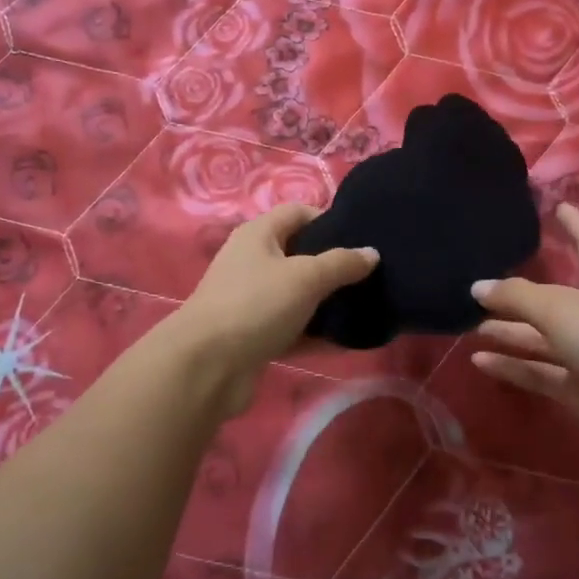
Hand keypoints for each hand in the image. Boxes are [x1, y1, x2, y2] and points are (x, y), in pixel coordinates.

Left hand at [170, 203, 378, 413]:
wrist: (207, 366)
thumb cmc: (256, 305)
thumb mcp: (306, 277)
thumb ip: (342, 263)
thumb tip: (372, 253)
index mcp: (258, 235)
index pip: (298, 213)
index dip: (329, 220)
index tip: (362, 238)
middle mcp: (251, 262)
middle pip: (299, 254)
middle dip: (333, 264)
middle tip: (370, 274)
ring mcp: (251, 300)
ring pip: (297, 294)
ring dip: (327, 302)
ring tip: (365, 306)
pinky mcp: (253, 335)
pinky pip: (292, 328)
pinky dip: (315, 333)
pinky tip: (346, 341)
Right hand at [472, 204, 578, 471]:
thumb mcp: (559, 307)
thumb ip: (515, 295)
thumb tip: (477, 286)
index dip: (574, 224)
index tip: (558, 206)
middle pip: (555, 296)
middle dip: (521, 291)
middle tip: (482, 281)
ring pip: (543, 336)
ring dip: (510, 331)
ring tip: (470, 323)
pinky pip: (540, 372)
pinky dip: (513, 366)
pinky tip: (479, 360)